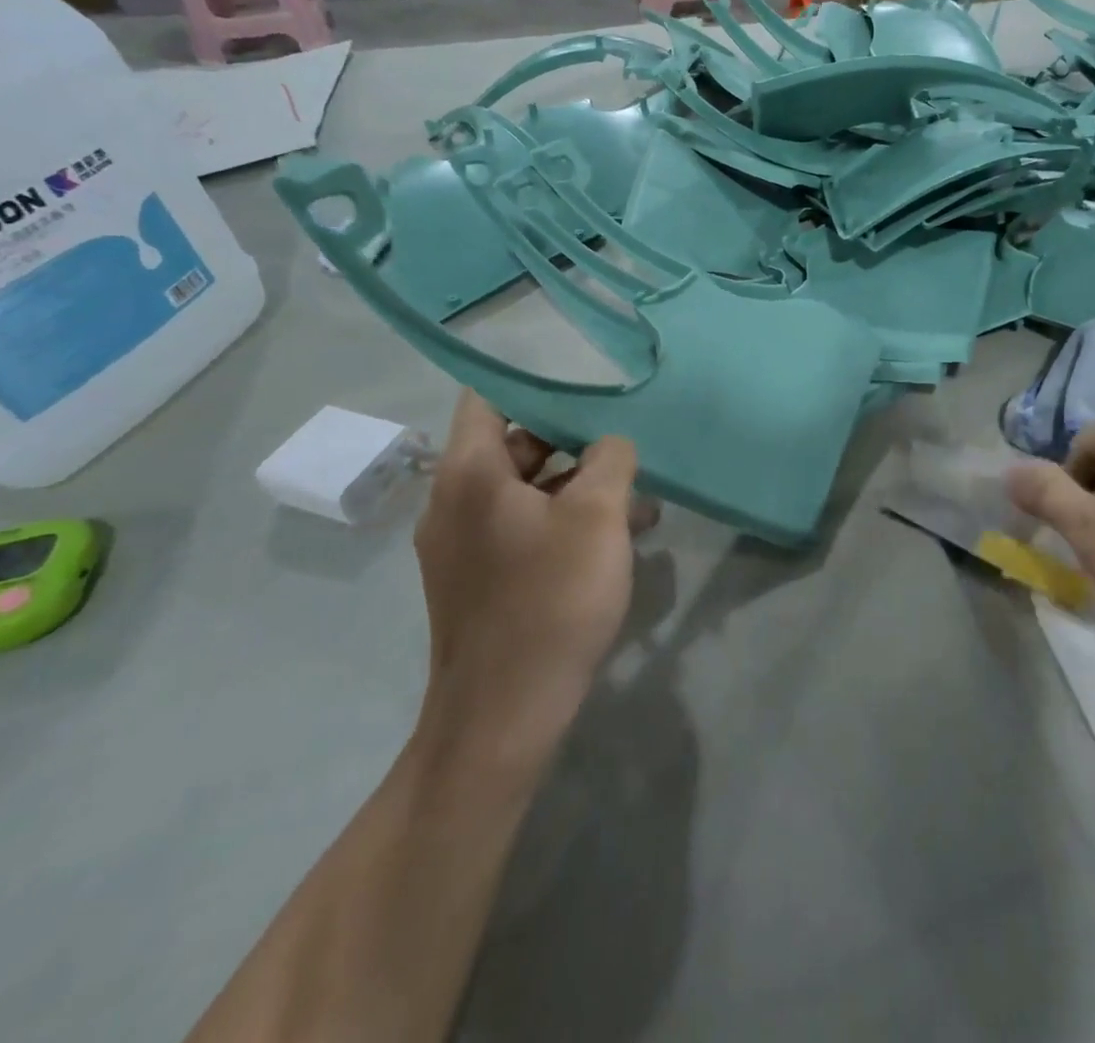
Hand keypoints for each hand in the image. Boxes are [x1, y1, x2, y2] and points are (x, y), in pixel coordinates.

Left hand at [414, 392, 654, 735]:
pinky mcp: (480, 578)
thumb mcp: (598, 516)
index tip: (586, 380)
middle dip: (575, 441)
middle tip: (626, 443)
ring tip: (640, 502)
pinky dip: (566, 522)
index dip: (535, 381)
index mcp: (470, 474)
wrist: (505, 714)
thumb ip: (610, 459)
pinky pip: (525, 528)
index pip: (490, 397)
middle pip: (515, 444)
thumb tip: (609, 443)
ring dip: (580, 487)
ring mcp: (464, 544)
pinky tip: (618, 540)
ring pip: (527, 491)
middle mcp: (455, 501)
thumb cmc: (551, 598)